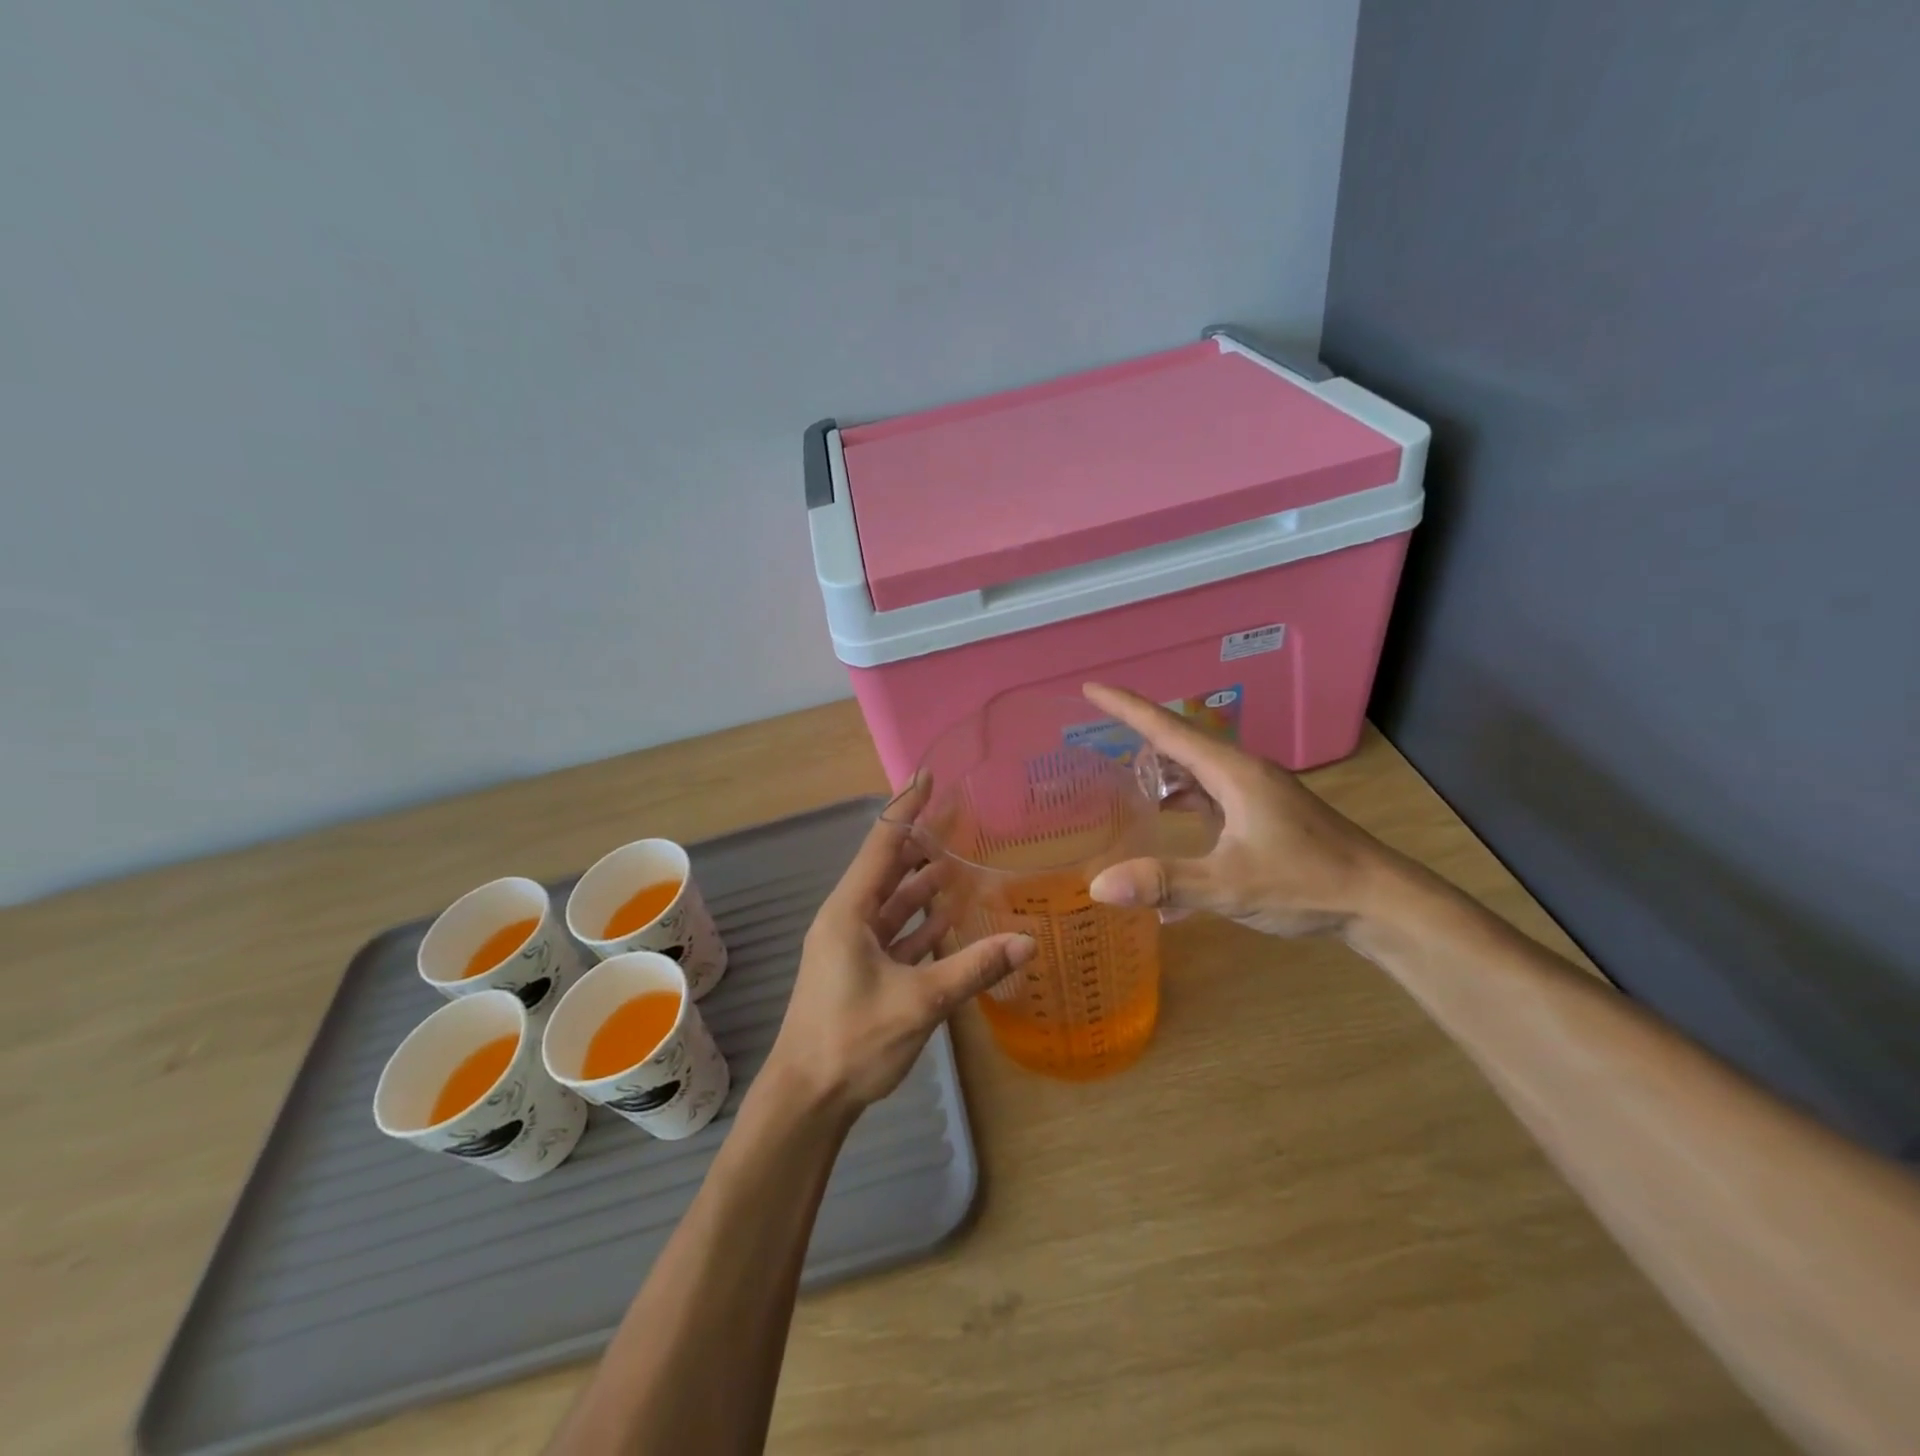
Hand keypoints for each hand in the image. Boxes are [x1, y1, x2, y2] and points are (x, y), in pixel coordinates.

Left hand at [766, 775, 1035, 1115]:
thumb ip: (972, 968)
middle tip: (959, 817)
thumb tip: (1027, 942)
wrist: (806, 1099)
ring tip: (961, 861)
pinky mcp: (861, 970)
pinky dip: (921, 922)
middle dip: (920, 842)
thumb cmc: (852, 1040)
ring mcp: (852, 946)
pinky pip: (895, 933)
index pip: (881, 844)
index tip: (928, 775)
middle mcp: (848, 919)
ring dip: (924, 884)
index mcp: (849, 911)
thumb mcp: (918, 1002)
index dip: (906, 808)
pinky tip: (950, 917)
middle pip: (888, 868)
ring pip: (893, 901)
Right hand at [1082, 683, 1391, 937]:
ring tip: (1126, 786)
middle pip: (1180, 744)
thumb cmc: (1307, 883)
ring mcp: (1257, 792)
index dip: (1126, 707)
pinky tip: (1170, 821)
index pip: (1167, 728)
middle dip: (1138, 740)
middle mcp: (1243, 772)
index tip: (1091, 688)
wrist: (1380, 900)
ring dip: (1162, 774)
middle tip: (1096, 746)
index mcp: (1233, 772)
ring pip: (1197, 770)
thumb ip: (1165, 883)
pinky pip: (1211, 792)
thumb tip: (1099, 885)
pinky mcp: (1265, 813)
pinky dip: (1184, 798)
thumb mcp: (1230, 884)